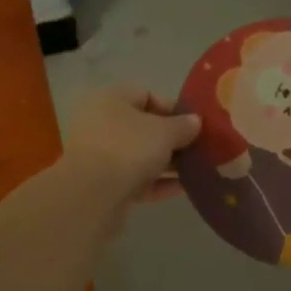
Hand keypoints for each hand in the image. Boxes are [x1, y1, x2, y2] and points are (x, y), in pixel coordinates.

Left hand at [60, 86, 200, 219]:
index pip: (146, 94)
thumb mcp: (165, 132)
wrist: (92, 196)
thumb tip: (195, 121)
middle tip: (198, 148)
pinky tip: (183, 188)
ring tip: (196, 169)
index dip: (172, 107)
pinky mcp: (103, 185)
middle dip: (172, 138)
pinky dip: (157, 182)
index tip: (194, 123)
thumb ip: (183, 126)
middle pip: (143, 127)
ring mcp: (100, 156)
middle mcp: (102, 123)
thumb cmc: (129, 148)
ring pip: (140, 155)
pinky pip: (136, 179)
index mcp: (111, 100)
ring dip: (167, 162)